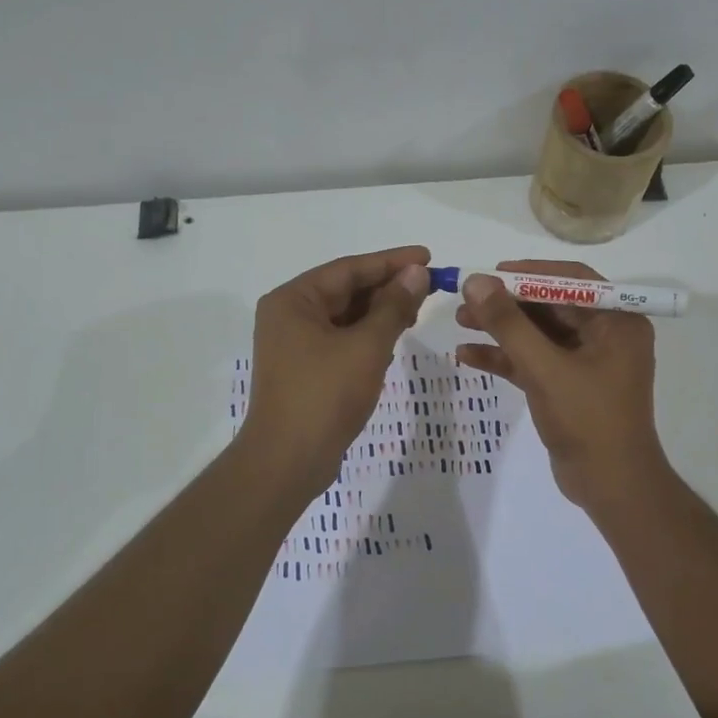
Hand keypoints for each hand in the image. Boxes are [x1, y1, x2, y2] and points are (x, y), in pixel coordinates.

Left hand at [237, 246, 431, 492]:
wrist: (288, 461)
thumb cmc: (325, 395)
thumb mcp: (367, 346)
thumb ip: (394, 306)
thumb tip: (416, 273)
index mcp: (293, 300)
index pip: (349, 268)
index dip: (391, 261)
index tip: (428, 257)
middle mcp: (288, 315)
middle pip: (345, 289)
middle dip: (387, 287)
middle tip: (429, 286)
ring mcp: (294, 344)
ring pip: (345, 316)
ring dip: (380, 312)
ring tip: (417, 310)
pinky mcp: (304, 368)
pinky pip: (340, 339)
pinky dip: (367, 335)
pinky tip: (393, 338)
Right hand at [455, 260, 666, 508]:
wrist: (611, 487)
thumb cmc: (588, 420)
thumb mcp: (545, 368)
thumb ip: (509, 324)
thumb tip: (476, 282)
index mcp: (617, 321)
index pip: (571, 281)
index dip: (529, 273)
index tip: (490, 273)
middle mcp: (605, 335)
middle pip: (549, 306)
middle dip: (507, 303)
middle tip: (465, 299)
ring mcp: (586, 362)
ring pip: (538, 334)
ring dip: (501, 329)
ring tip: (459, 322)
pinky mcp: (568, 386)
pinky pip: (534, 361)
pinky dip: (505, 358)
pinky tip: (468, 356)